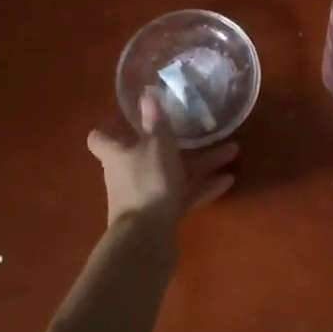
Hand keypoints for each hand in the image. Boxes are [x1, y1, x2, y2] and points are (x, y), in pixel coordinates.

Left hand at [87, 93, 238, 228]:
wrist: (146, 238)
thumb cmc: (148, 182)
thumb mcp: (157, 146)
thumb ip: (156, 122)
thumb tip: (146, 93)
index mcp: (118, 154)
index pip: (101, 138)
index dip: (109, 128)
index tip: (124, 118)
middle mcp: (126, 173)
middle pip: (147, 154)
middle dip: (175, 143)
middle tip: (198, 129)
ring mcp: (144, 196)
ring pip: (172, 173)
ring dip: (200, 163)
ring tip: (231, 151)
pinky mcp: (161, 215)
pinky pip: (183, 195)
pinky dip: (203, 187)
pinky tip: (228, 180)